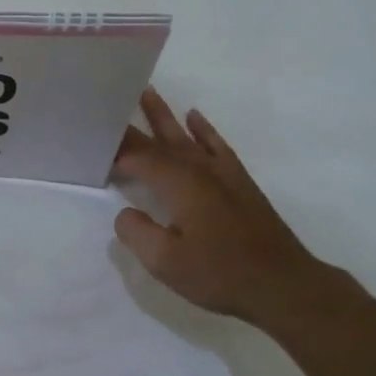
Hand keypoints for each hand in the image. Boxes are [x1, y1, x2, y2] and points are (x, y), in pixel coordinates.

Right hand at [112, 89, 340, 326]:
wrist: (283, 285)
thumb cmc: (221, 273)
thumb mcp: (166, 262)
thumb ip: (137, 233)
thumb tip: (125, 213)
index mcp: (179, 183)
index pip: (138, 157)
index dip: (115, 150)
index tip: (92, 143)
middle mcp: (198, 168)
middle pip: (159, 141)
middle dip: (132, 126)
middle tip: (109, 105)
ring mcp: (222, 172)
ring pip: (185, 136)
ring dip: (164, 115)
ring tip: (147, 91)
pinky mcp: (239, 182)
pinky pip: (216, 145)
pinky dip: (204, 129)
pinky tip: (194, 118)